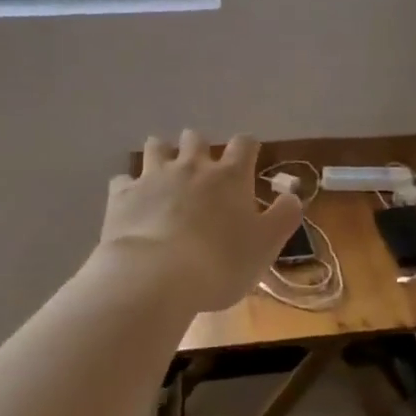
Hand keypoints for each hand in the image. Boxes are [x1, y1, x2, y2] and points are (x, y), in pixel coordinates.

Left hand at [97, 131, 303, 313]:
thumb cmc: (220, 262)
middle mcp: (192, 166)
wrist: (155, 276)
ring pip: (157, 147)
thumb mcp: (266, 246)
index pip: (244, 144)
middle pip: (195, 139)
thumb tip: (293, 196)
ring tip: (164, 171)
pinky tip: (131, 200)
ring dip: (162, 153)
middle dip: (199, 147)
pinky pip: (123, 180)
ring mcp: (153, 177)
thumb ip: (283, 217)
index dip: (248, 147)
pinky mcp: (121, 195)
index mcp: (230, 176)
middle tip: (201, 168)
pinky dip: (129, 186)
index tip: (249, 157)